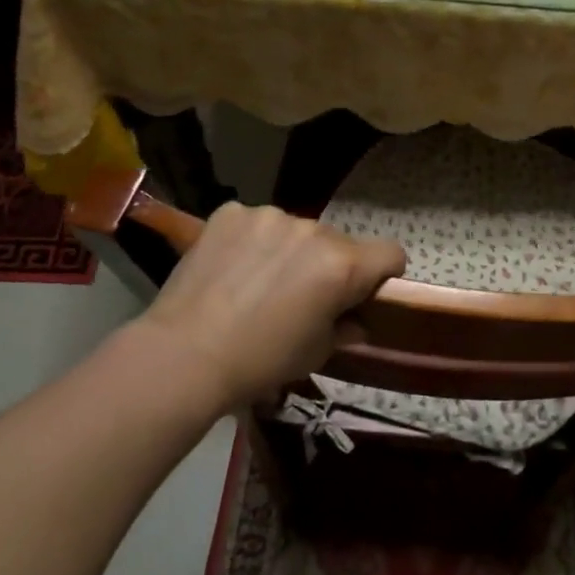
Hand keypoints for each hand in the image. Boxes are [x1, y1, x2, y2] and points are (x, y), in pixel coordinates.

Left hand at [134, 202, 403, 409]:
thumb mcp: (316, 353)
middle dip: (331, 265)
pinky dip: (254, 242)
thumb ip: (346, 328)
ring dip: (291, 251)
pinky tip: (233, 270)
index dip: (384, 275)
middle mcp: (313, 230)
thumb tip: (355, 320)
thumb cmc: (261, 361)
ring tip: (259, 283)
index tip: (364, 294)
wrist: (183, 355)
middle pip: (340, 243)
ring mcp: (269, 216)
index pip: (391, 253)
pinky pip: (257, 224)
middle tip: (302, 297)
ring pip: (297, 231)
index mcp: (343, 265)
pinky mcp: (231, 213)